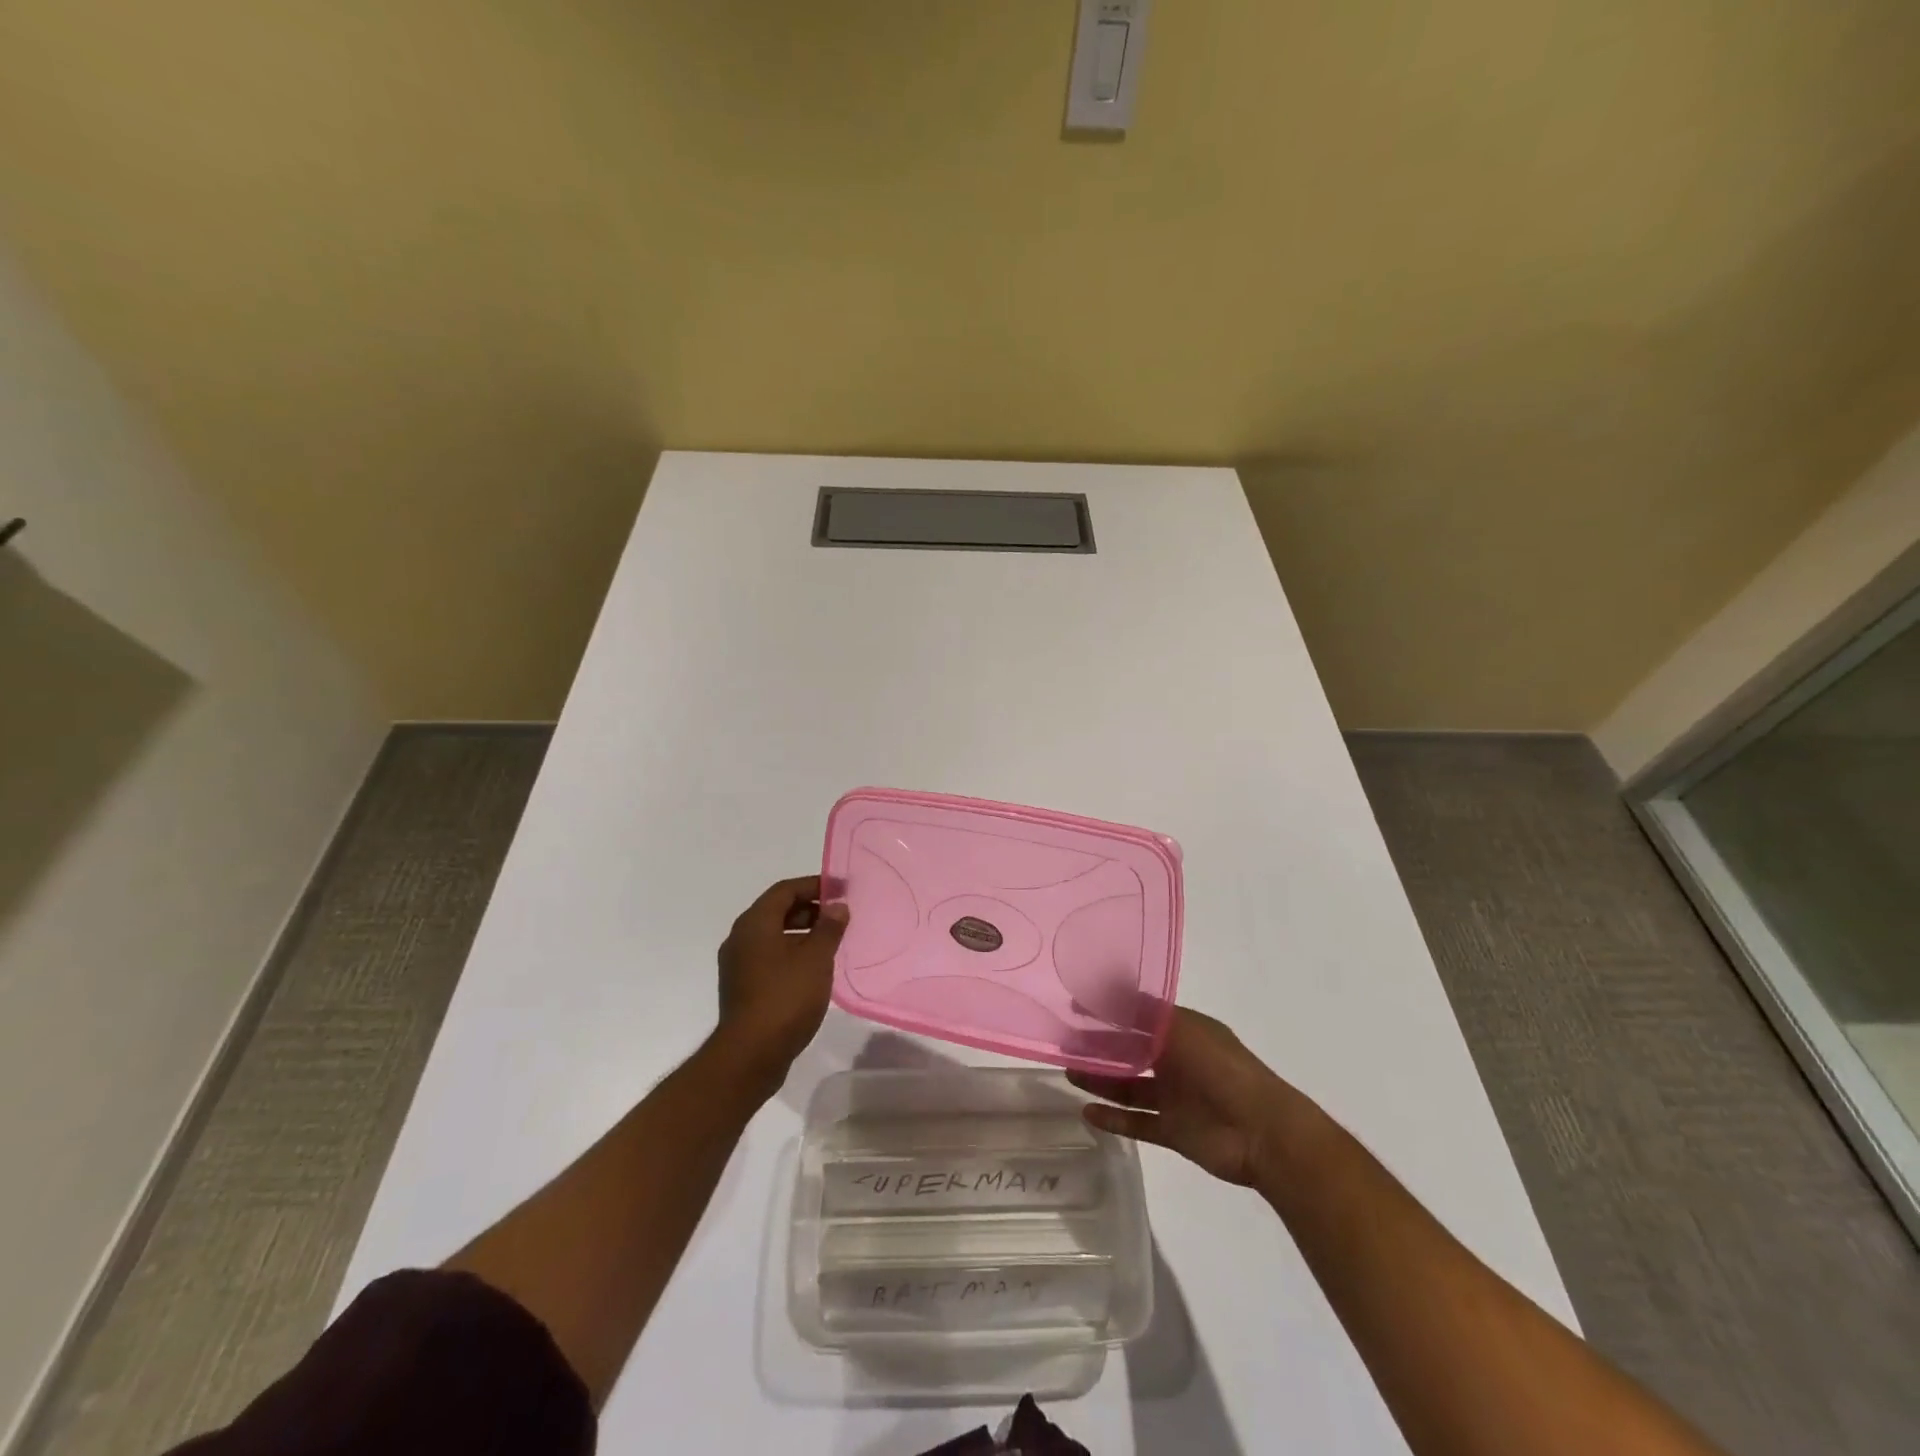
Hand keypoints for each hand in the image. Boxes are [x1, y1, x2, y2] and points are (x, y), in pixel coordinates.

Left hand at [715, 876, 848, 1081]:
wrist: (750, 1055)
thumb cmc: (785, 997)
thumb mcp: (816, 958)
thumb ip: (829, 928)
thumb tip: (837, 906)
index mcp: (755, 923)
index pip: (785, 890)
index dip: (815, 885)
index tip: (842, 890)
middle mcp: (741, 938)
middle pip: (777, 910)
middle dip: (810, 909)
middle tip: (840, 916)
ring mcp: (739, 964)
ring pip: (773, 935)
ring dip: (802, 933)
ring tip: (832, 942)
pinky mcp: (743, 987)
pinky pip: (770, 957)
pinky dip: (792, 953)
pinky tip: (814, 969)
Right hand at [1069, 1008, 1303, 1187]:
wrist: (1261, 1132)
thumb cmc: (1220, 1068)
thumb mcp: (1180, 1028)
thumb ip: (1142, 1011)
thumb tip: (1107, 989)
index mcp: (1183, 1030)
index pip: (1139, 1015)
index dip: (1109, 1011)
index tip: (1076, 1008)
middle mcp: (1177, 1060)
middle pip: (1131, 1051)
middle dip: (1101, 1047)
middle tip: (1065, 1044)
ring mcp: (1175, 1096)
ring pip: (1130, 1085)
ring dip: (1101, 1080)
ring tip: (1069, 1074)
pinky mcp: (1173, 1130)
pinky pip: (1138, 1122)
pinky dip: (1114, 1119)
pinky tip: (1087, 1113)